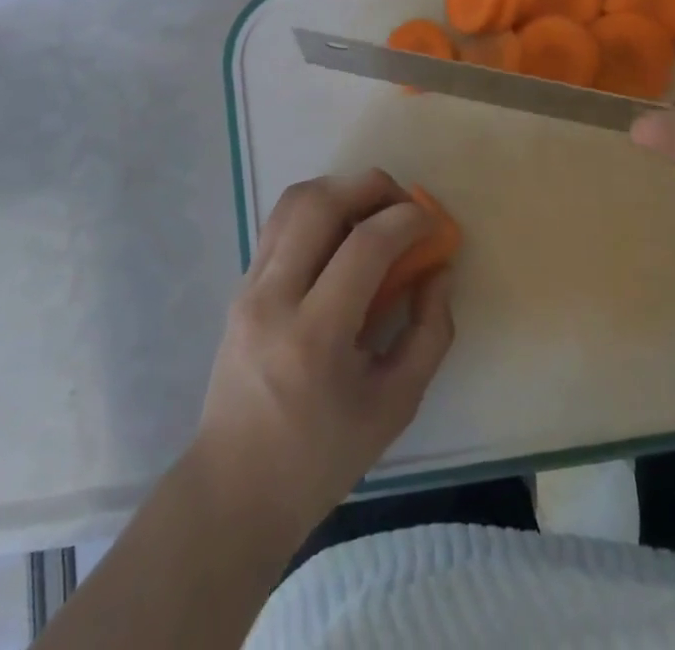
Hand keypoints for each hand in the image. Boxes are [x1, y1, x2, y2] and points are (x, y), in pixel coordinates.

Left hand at [188, 170, 455, 549]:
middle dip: (373, 187)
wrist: (235, 488)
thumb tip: (439, 270)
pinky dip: (317, 210)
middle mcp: (274, 298)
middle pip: (321, 202)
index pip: (365, 245)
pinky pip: (280, 222)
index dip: (408, 220)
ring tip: (374, 214)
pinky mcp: (240, 284)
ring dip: (342, 190)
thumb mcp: (396, 406)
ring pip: (294, 201)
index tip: (433, 224)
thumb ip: (429, 332)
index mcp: (315, 337)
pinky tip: (341, 235)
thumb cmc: (322, 456)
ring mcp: (249, 286)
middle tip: (404, 206)